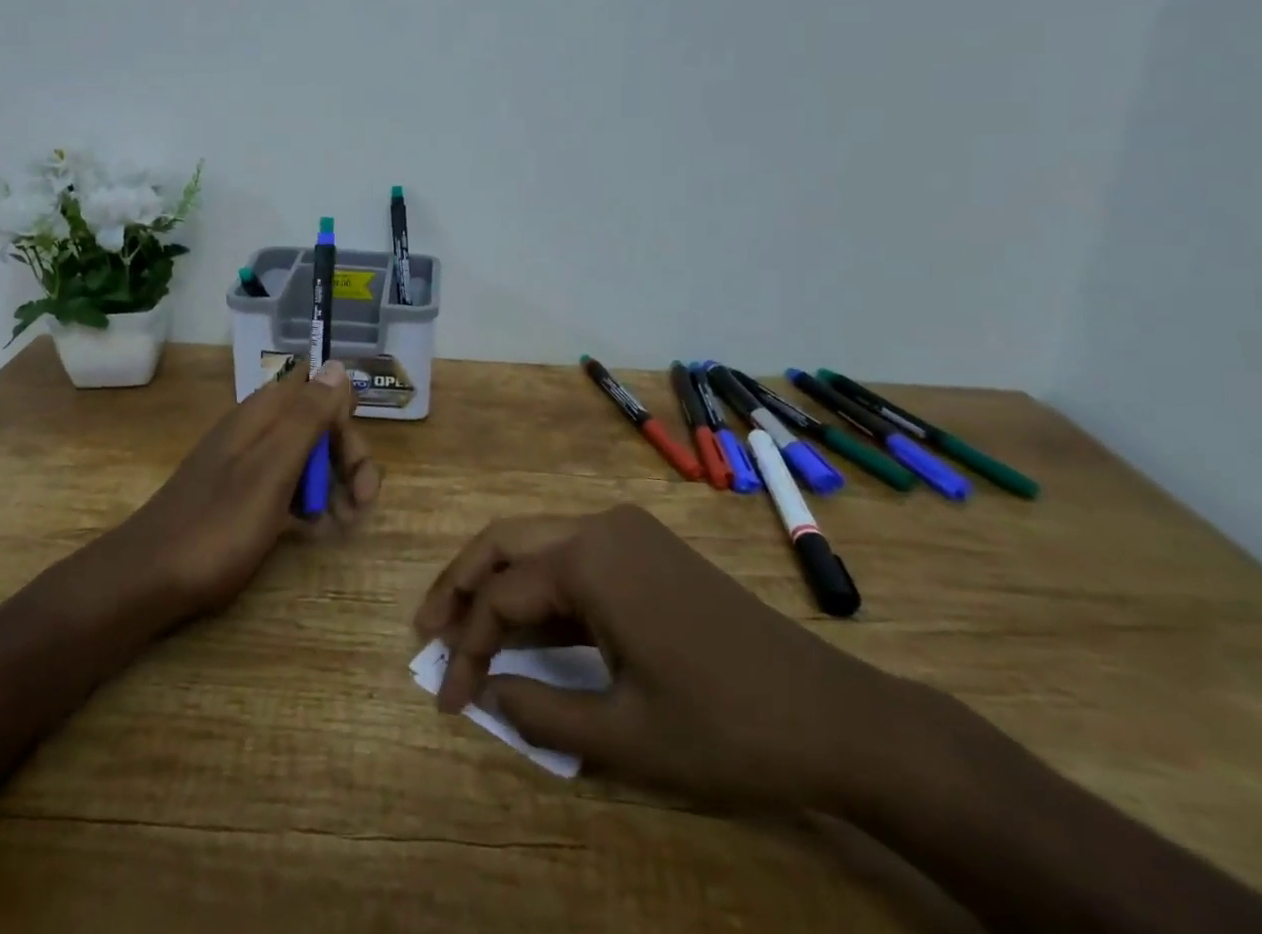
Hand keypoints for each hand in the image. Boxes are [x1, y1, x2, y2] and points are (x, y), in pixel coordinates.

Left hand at [112, 360, 381, 617]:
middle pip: (319, 423)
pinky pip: (287, 483)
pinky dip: (308, 501)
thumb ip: (307, 415)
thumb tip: (337, 365)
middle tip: (362, 504)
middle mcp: (258, 427)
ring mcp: (248, 461)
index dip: (344, 417)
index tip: (354, 462)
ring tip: (343, 525)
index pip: (320, 388)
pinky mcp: (242, 492)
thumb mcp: (272, 468)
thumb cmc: (217, 524)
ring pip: (307, 455)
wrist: (147, 579)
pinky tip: (313, 530)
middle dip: (348, 458)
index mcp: (265, 412)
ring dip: (334, 483)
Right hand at [413, 504, 897, 811]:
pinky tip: (528, 625)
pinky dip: (539, 586)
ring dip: (496, 581)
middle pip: (505, 541)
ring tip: (464, 628)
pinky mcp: (646, 548)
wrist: (833, 715)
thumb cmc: (726, 727)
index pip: (500, 596)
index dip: (467, 647)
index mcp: (589, 559)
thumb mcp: (625, 735)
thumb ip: (540, 712)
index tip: (447, 698)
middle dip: (460, 584)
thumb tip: (485, 692)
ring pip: (537, 542)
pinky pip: (573, 555)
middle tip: (427, 631)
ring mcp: (627, 531)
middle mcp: (600, 526)